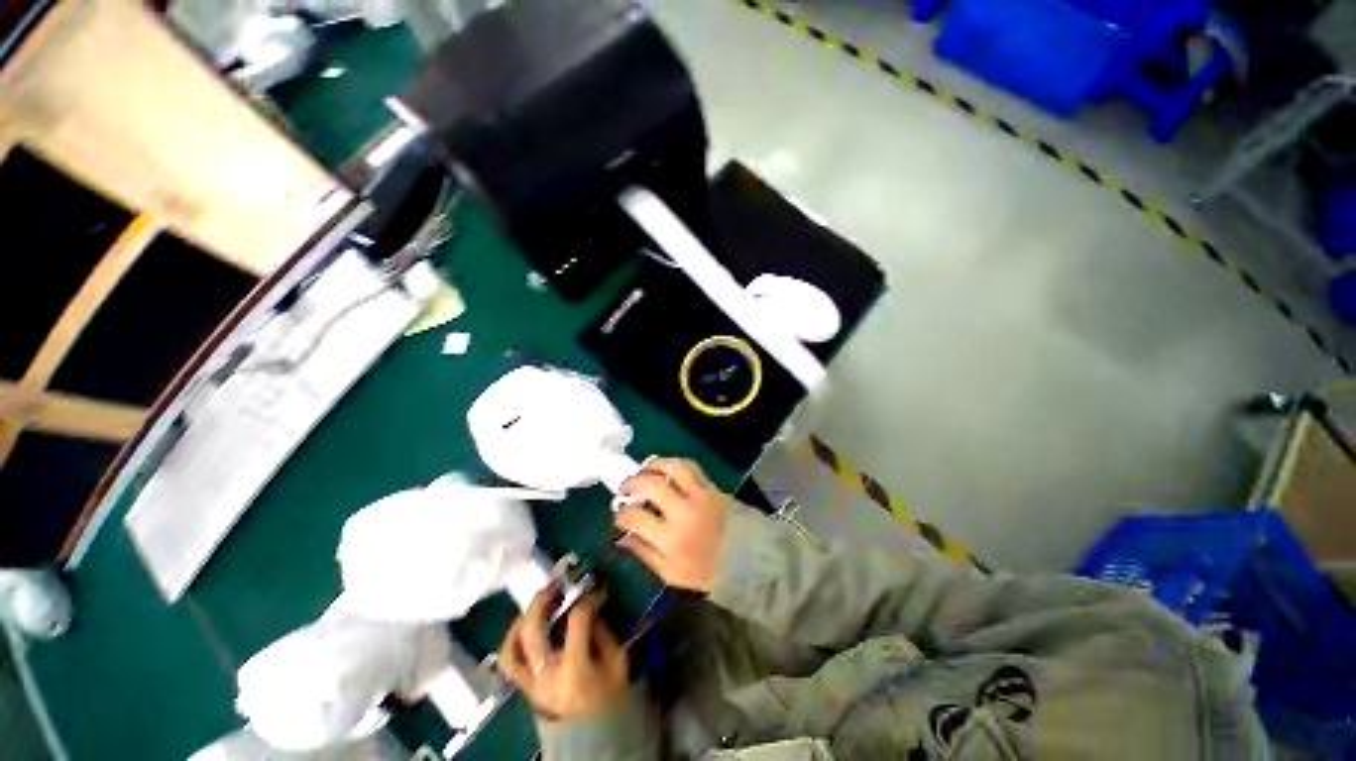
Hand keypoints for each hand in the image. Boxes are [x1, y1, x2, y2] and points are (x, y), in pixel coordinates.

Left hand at [500, 588, 627, 720]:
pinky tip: (523, 625)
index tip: (596, 592)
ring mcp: (532, 684)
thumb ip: (603, 632)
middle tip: (555, 585)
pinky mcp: (527, 688)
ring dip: (522, 620)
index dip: (587, 600)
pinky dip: (512, 641)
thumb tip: (590, 609)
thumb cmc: (611, 698)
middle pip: (534, 630)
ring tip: (535, 603)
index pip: (576, 620)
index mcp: (574, 668)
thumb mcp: (617, 662)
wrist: (597, 738)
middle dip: (543, 602)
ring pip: (512, 648)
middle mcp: (546, 674)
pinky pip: (510, 663)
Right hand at [614, 458, 729, 593]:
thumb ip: (645, 553)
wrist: (748, 559)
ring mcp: (698, 495)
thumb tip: (622, 538)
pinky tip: (666, 468)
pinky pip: (690, 467)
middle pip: (650, 485)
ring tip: (643, 469)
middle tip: (624, 487)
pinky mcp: (711, 486)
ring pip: (671, 468)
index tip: (620, 514)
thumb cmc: (706, 571)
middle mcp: (682, 511)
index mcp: (670, 539)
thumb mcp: (671, 573)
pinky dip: (674, 463)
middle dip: (631, 483)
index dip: (621, 514)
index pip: (635, 517)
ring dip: (652, 465)